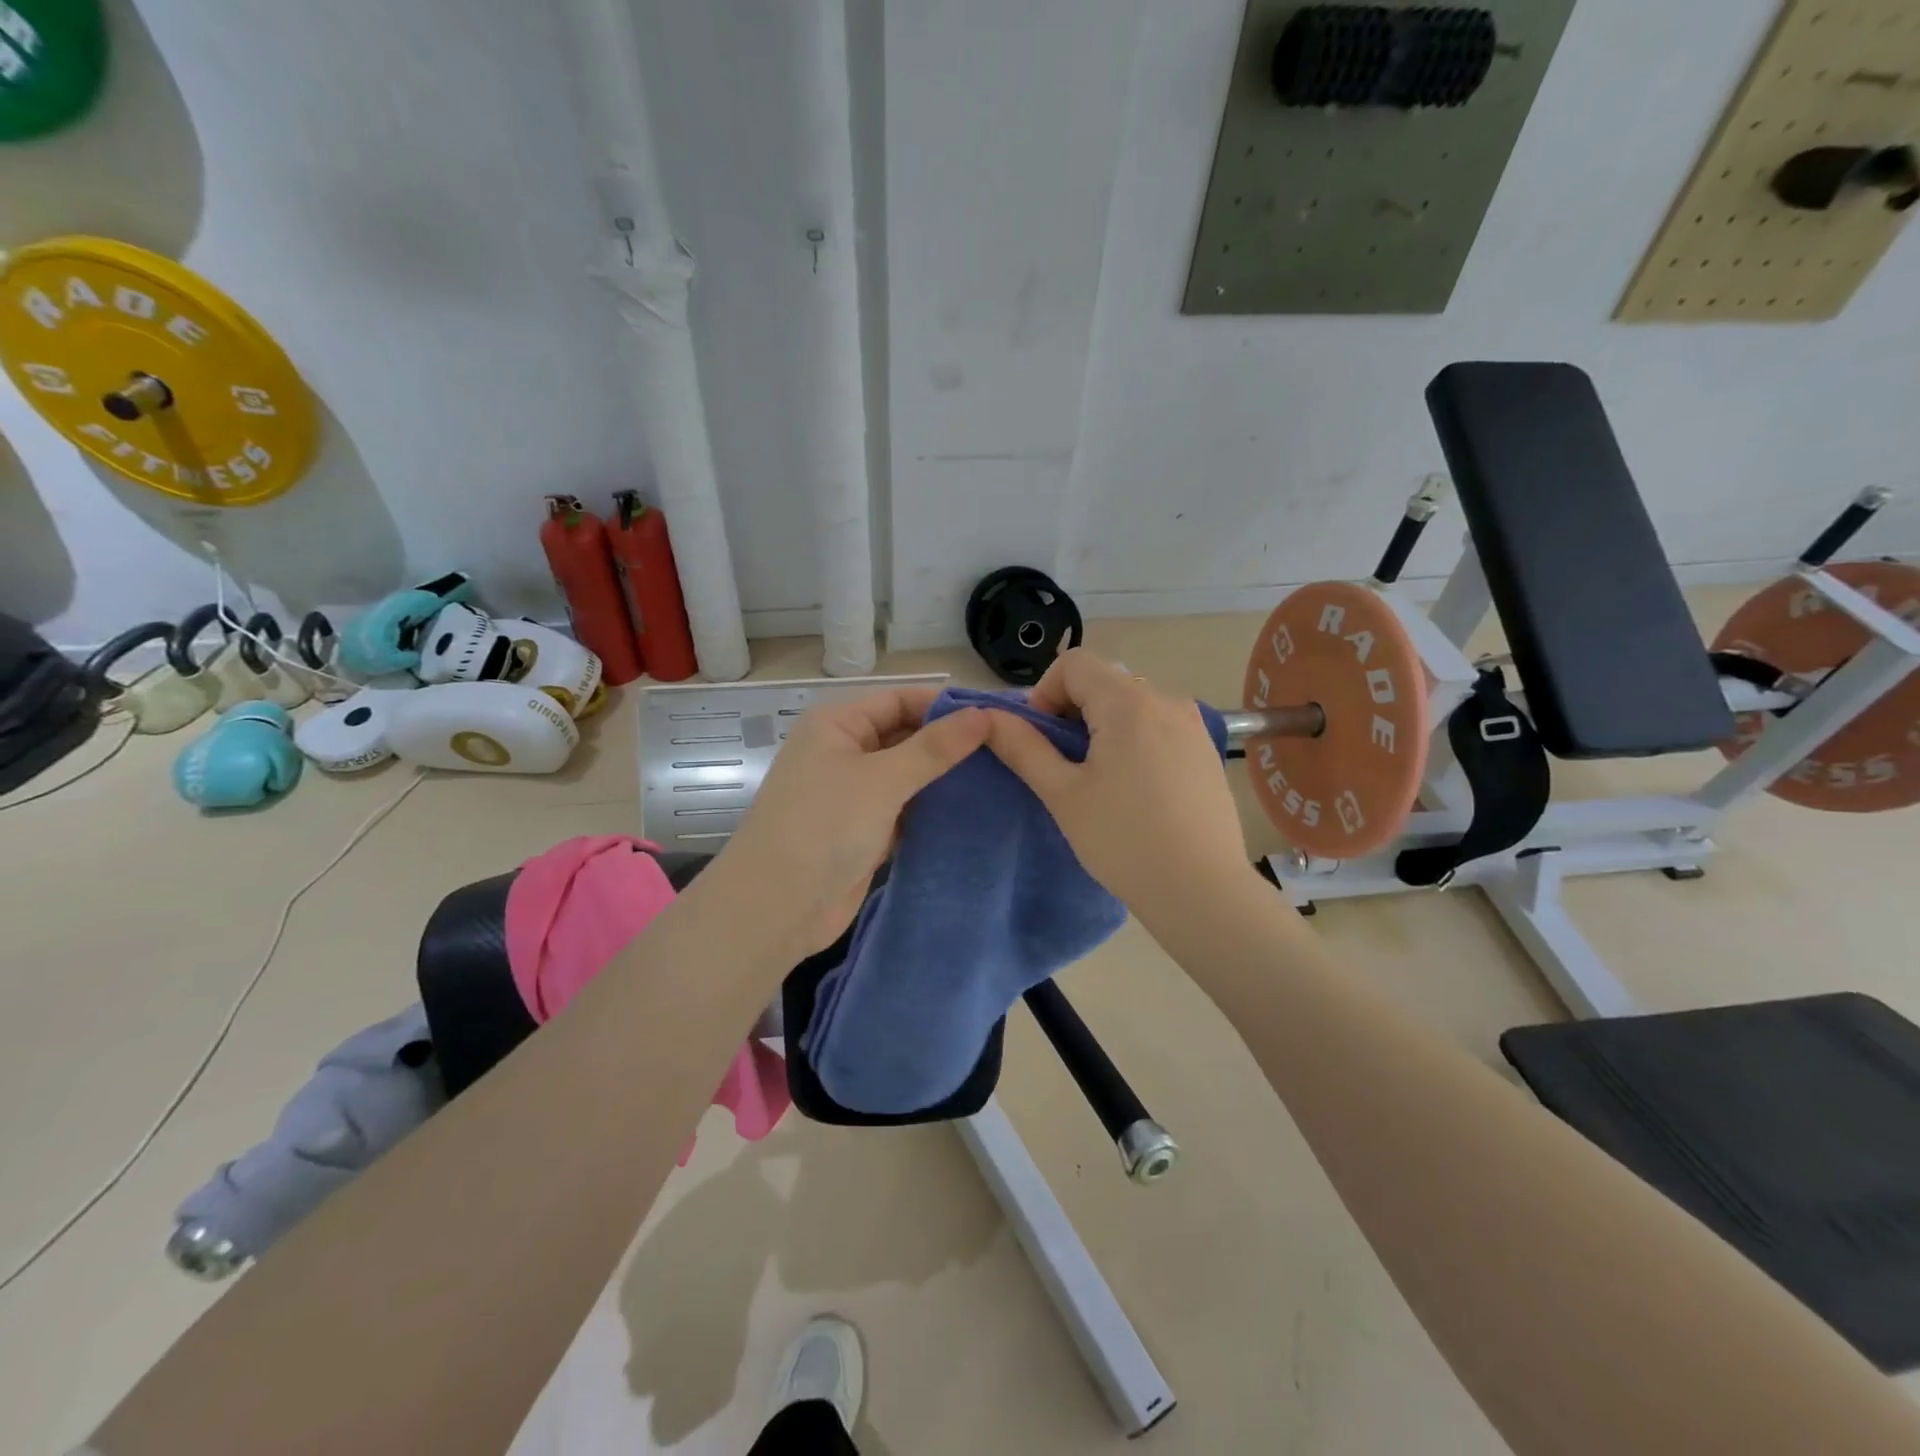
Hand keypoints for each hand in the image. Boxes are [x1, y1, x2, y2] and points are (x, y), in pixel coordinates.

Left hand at [711, 687, 989, 957]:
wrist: (776, 908)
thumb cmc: (824, 827)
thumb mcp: (882, 780)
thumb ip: (934, 748)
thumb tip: (984, 714)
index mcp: (839, 724)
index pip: (902, 700)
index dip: (948, 706)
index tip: (999, 718)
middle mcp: (845, 751)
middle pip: (907, 736)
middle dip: (951, 744)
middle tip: (1009, 751)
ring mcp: (855, 794)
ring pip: (909, 776)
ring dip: (946, 779)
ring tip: (1003, 778)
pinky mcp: (865, 831)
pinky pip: (907, 810)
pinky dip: (934, 810)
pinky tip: (975, 812)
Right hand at [982, 650, 1251, 921]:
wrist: (1203, 891)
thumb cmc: (1124, 841)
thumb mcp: (1063, 794)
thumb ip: (1023, 748)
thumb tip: (988, 717)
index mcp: (1129, 702)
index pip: (1074, 663)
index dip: (1045, 693)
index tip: (1041, 740)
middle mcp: (1166, 700)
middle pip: (1104, 681)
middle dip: (1072, 711)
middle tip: (1063, 765)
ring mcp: (1192, 725)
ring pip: (1131, 704)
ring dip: (1103, 726)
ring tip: (1099, 780)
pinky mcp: (1206, 750)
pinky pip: (1158, 726)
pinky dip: (1134, 740)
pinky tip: (1135, 790)